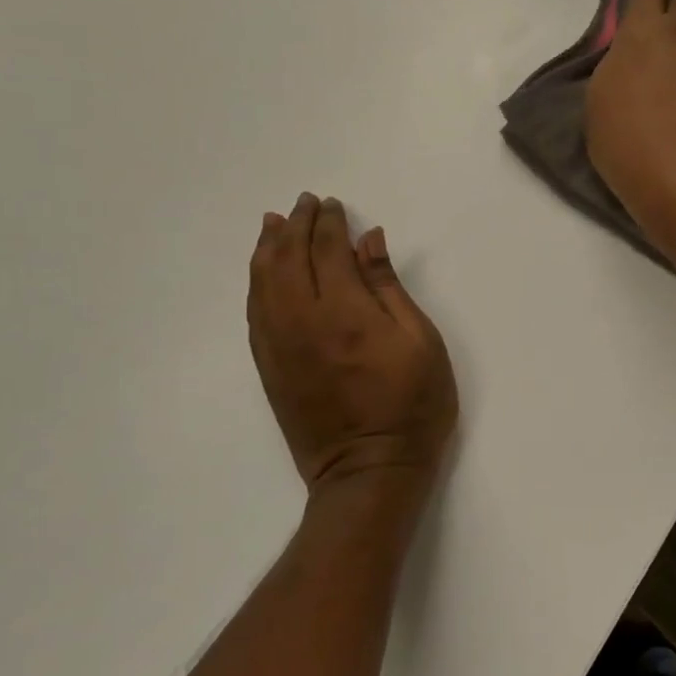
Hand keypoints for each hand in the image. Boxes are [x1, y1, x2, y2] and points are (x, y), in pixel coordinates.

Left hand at [247, 194, 458, 500]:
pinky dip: (256, 283)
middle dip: (295, 226)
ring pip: (262, 283)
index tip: (331, 204)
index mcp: (345, 312)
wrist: (370, 471)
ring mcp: (279, 346)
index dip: (327, 223)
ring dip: (267, 248)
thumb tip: (369, 240)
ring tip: (273, 224)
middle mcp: (302, 322)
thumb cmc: (413, 405)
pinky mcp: (269, 368)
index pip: (327, 251)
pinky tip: (263, 272)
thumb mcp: (420, 341)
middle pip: (287, 259)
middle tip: (304, 204)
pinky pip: (254, 313)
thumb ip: (389, 287)